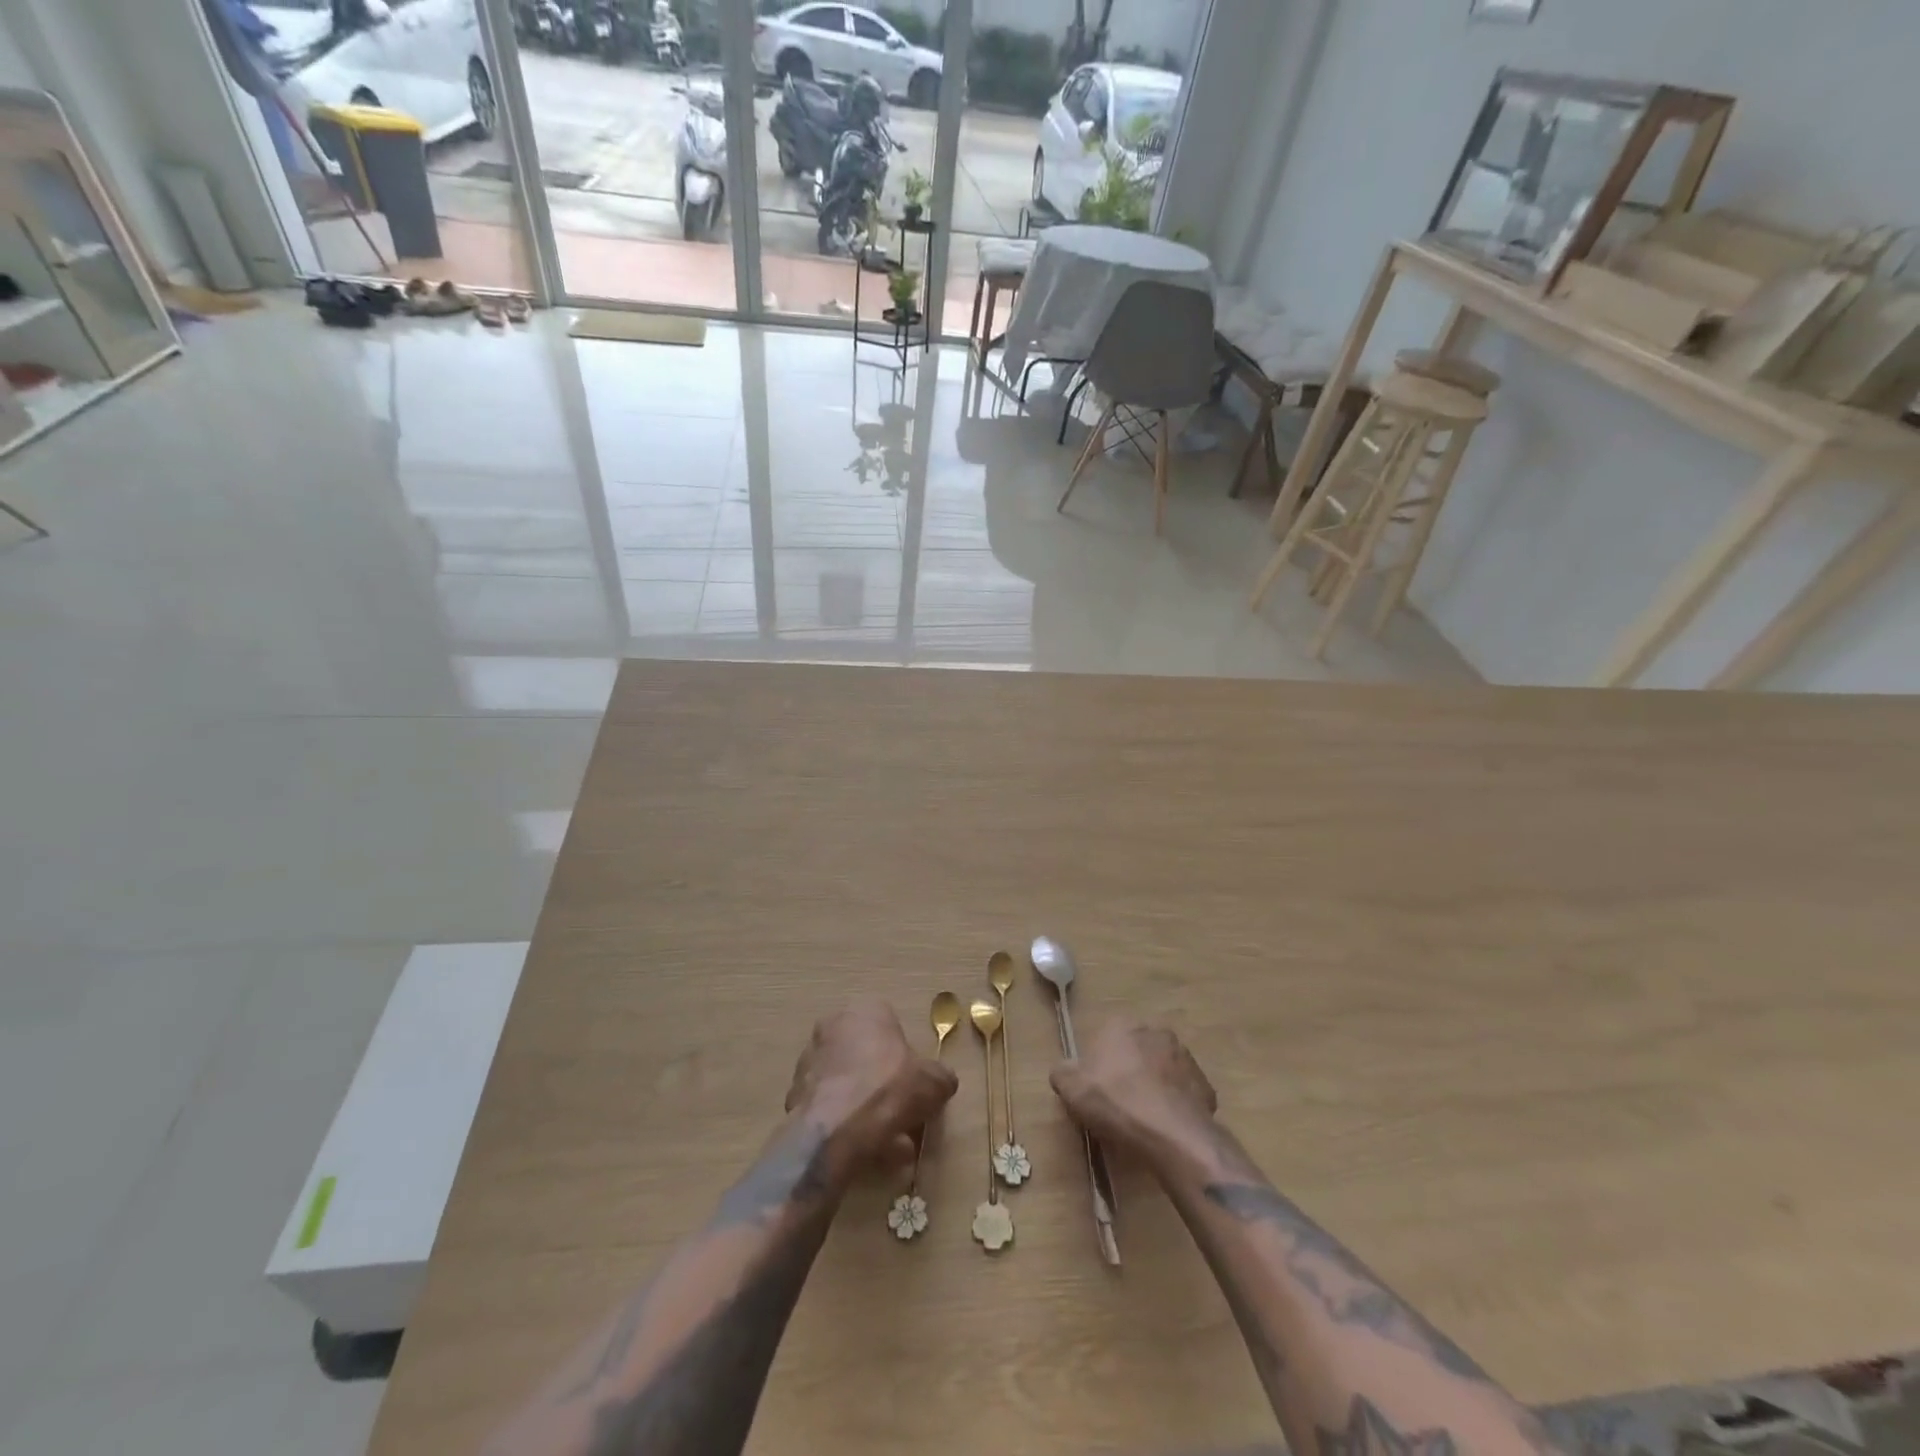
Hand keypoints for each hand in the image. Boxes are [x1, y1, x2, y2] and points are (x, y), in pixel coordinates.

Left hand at [785, 1000, 958, 1177]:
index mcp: (867, 1011)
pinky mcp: (795, 1093)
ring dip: (867, 1110)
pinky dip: (846, 1124)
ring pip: (848, 1085)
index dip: (906, 1059)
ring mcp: (810, 1059)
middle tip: (903, 1116)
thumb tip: (943, 1082)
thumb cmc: (889, 1089)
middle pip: (867, 1057)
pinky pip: (830, 1107)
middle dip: (885, 1087)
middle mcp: (834, 1026)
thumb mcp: (933, 1083)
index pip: (891, 1027)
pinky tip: (864, 1151)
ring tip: (889, 1146)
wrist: (834, 1129)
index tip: (915, 1086)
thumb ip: (940, 1078)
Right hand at [1050, 1017, 1217, 1155]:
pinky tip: (1166, 1127)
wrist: (1172, 1135)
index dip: (1098, 1065)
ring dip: (1154, 1086)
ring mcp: (1185, 1057)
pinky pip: (1182, 1093)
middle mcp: (1155, 1031)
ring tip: (1143, 1119)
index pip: (1104, 1038)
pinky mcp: (1205, 1085)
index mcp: (1122, 1025)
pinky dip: (1174, 1105)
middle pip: (1135, 1051)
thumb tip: (1064, 1069)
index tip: (1095, 1089)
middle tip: (1118, 1103)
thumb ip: (1062, 1072)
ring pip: (1162, 1070)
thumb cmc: (1116, 1103)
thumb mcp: (1071, 1088)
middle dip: (1128, 1071)